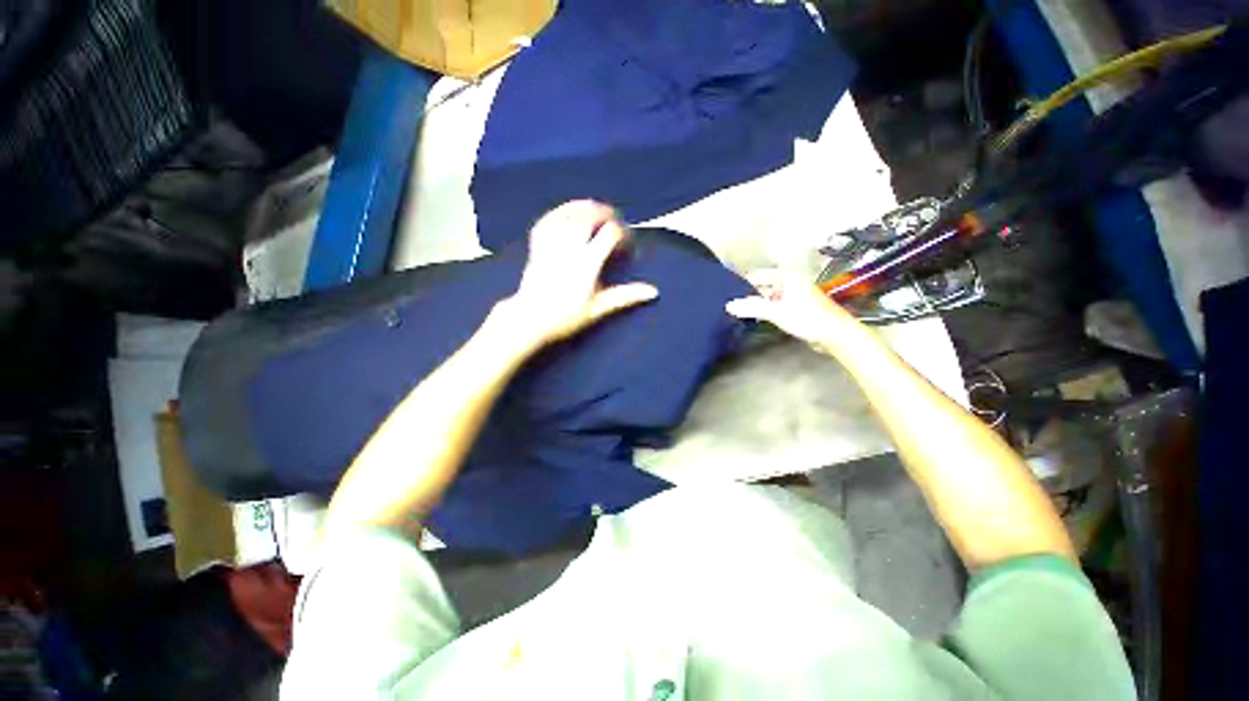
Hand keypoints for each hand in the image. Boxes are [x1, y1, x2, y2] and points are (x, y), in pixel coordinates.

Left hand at [506, 200, 658, 345]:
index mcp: (587, 263)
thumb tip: (653, 291)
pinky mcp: (537, 246)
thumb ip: (625, 296)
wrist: (531, 320)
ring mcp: (551, 245)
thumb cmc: (567, 317)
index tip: (627, 245)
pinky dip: (559, 212)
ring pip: (568, 214)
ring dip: (584, 207)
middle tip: (615, 220)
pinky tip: (567, 211)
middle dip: (605, 214)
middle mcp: (569, 248)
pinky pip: (548, 220)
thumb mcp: (599, 309)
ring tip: (595, 208)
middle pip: (589, 217)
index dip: (623, 234)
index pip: (609, 234)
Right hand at [725, 268, 860, 353]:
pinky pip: (773, 306)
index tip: (725, 293)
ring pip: (767, 297)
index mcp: (785, 276)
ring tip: (737, 313)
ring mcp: (791, 295)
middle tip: (728, 305)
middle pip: (761, 287)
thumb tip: (728, 305)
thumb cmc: (806, 317)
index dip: (741, 284)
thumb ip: (751, 308)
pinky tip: (753, 318)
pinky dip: (764, 311)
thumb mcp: (776, 312)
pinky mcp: (794, 307)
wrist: (834, 334)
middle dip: (747, 296)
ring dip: (755, 305)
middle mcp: (788, 282)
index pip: (756, 275)